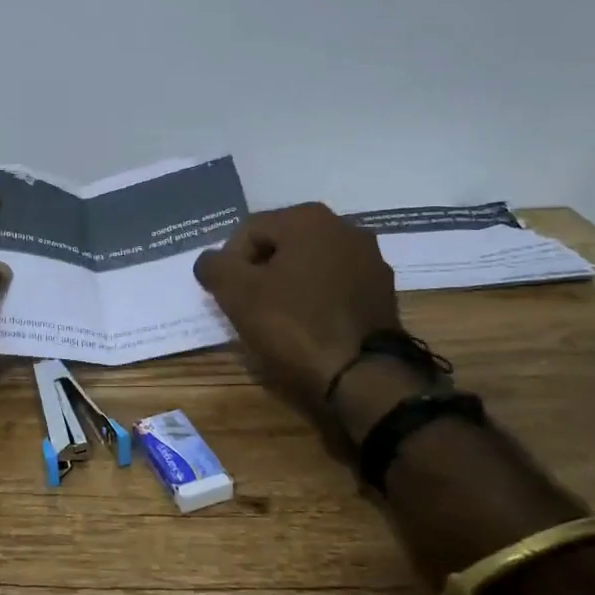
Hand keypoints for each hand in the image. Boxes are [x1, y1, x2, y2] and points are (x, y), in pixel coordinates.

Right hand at [194, 203, 400, 403]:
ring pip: (309, 266)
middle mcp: (344, 227)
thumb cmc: (294, 324)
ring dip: (288, 286)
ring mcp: (370, 260)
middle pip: (281, 246)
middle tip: (247, 307)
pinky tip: (308, 327)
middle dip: (260, 272)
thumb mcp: (236, 293)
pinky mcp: (383, 292)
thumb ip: (214, 266)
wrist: (363, 376)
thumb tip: (210, 261)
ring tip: (277, 320)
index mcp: (308, 218)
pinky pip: (335, 287)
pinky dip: (316, 300)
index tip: (226, 296)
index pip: (249, 231)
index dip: (229, 263)